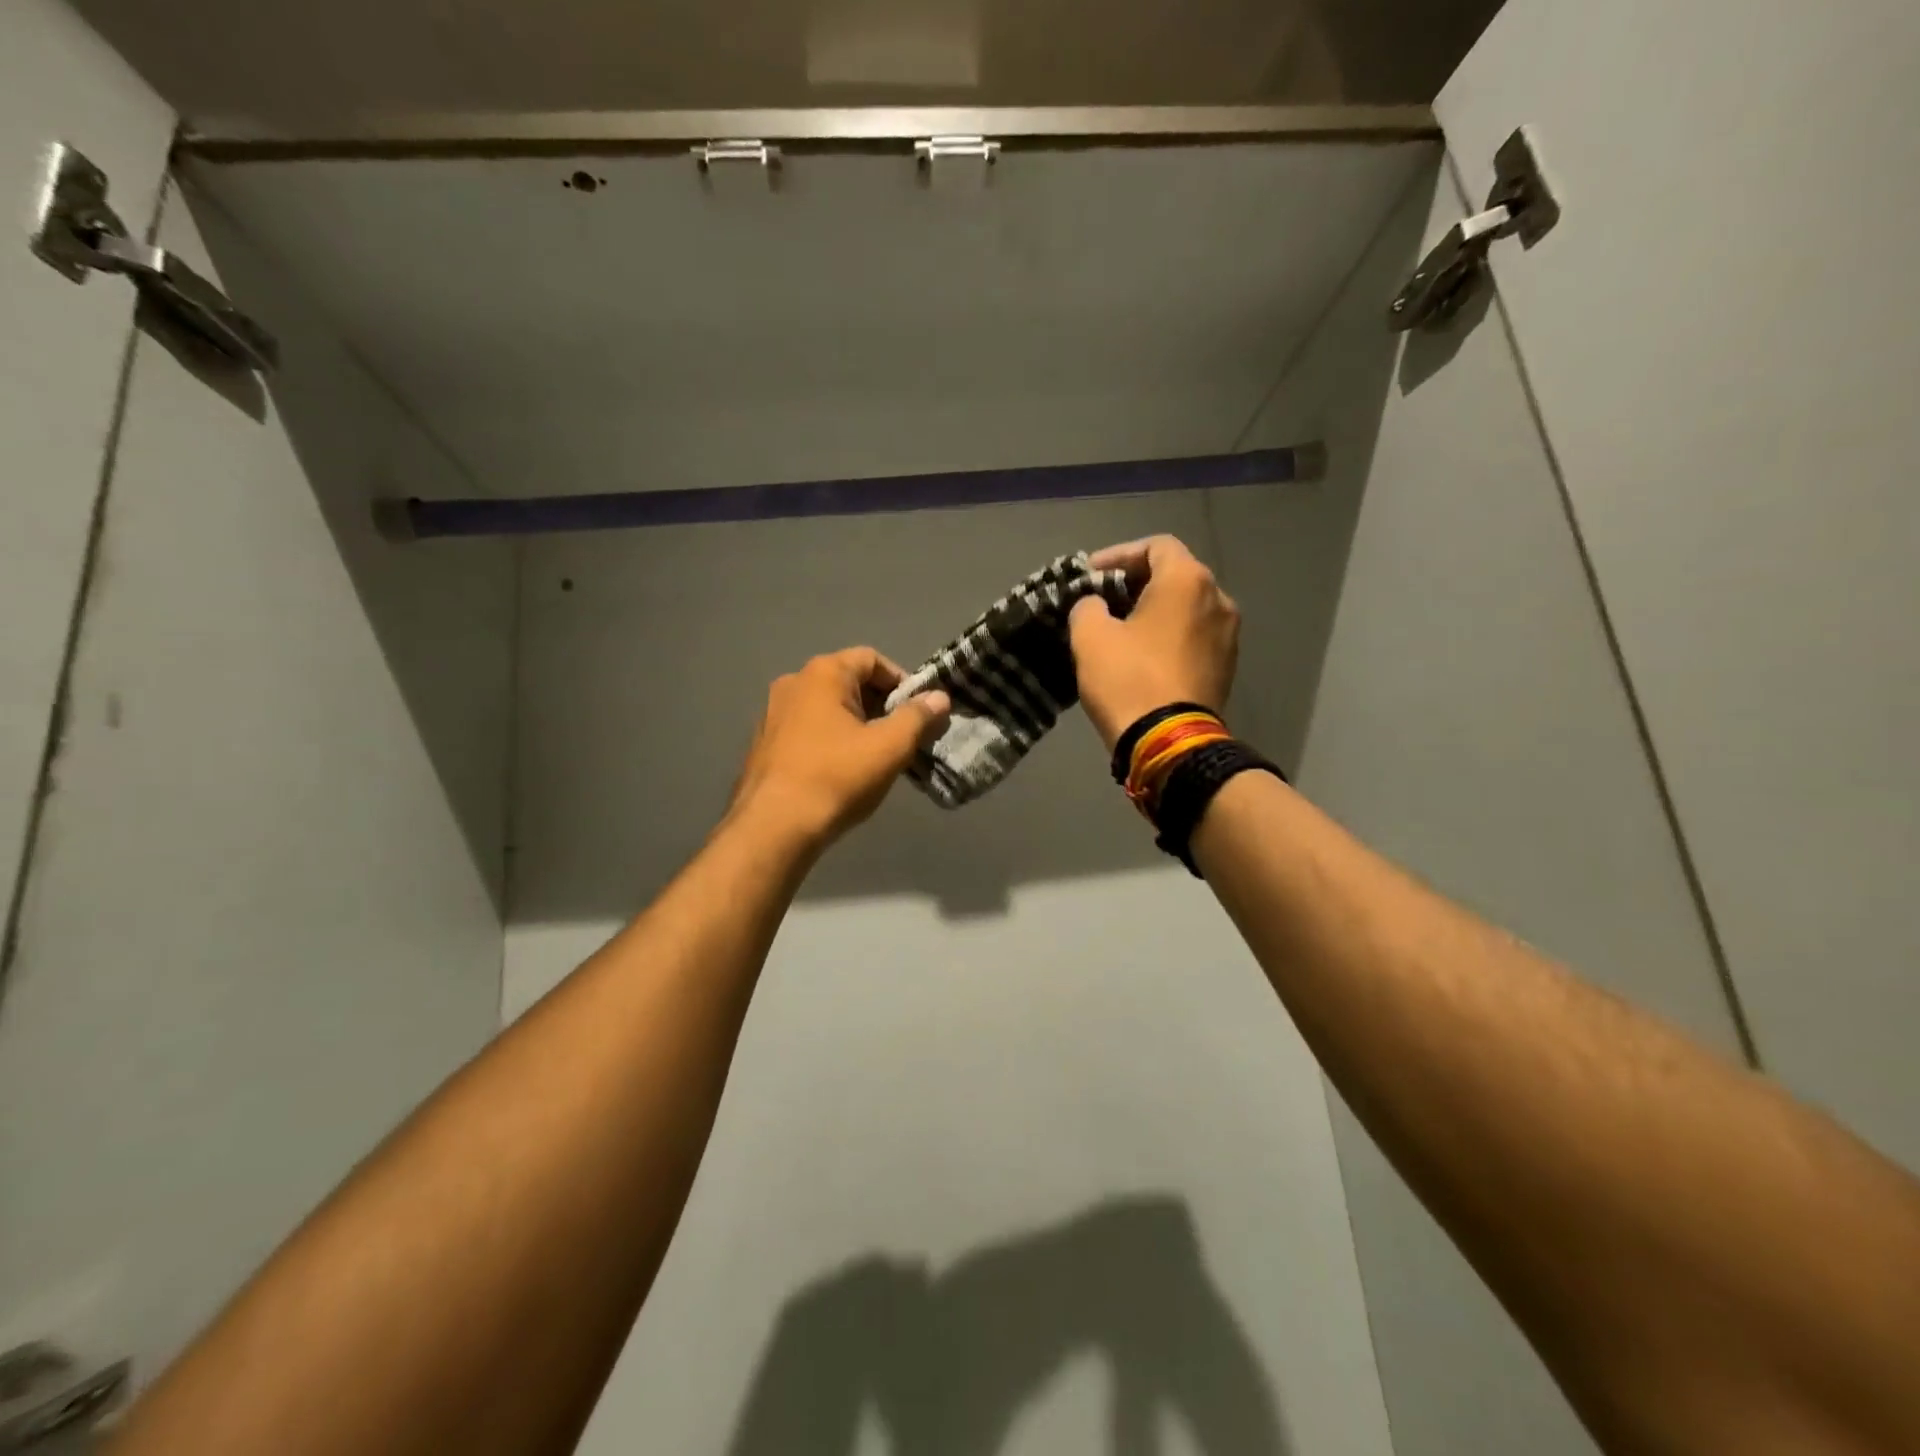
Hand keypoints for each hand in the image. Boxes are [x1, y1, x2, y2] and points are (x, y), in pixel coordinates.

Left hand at [731, 647, 950, 845]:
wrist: (774, 827)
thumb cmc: (837, 777)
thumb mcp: (889, 747)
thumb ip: (917, 717)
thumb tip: (939, 697)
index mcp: (823, 674)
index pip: (872, 659)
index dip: (901, 682)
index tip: (918, 713)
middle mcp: (793, 683)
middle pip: (848, 682)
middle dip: (880, 706)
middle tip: (902, 738)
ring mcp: (772, 713)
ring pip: (827, 708)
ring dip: (856, 725)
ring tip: (875, 757)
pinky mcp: (764, 744)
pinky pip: (807, 730)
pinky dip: (830, 741)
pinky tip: (841, 772)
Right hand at [1069, 536, 1239, 751]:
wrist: (1169, 743)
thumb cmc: (1128, 681)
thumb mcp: (1090, 637)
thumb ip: (1088, 606)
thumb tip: (1097, 605)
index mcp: (1187, 581)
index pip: (1155, 546)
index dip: (1119, 555)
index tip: (1090, 575)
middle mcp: (1218, 598)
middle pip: (1175, 574)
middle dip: (1136, 583)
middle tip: (1102, 600)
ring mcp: (1228, 634)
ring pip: (1186, 607)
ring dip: (1154, 611)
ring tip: (1121, 629)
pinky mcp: (1227, 666)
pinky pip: (1194, 635)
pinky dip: (1169, 635)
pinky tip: (1143, 655)